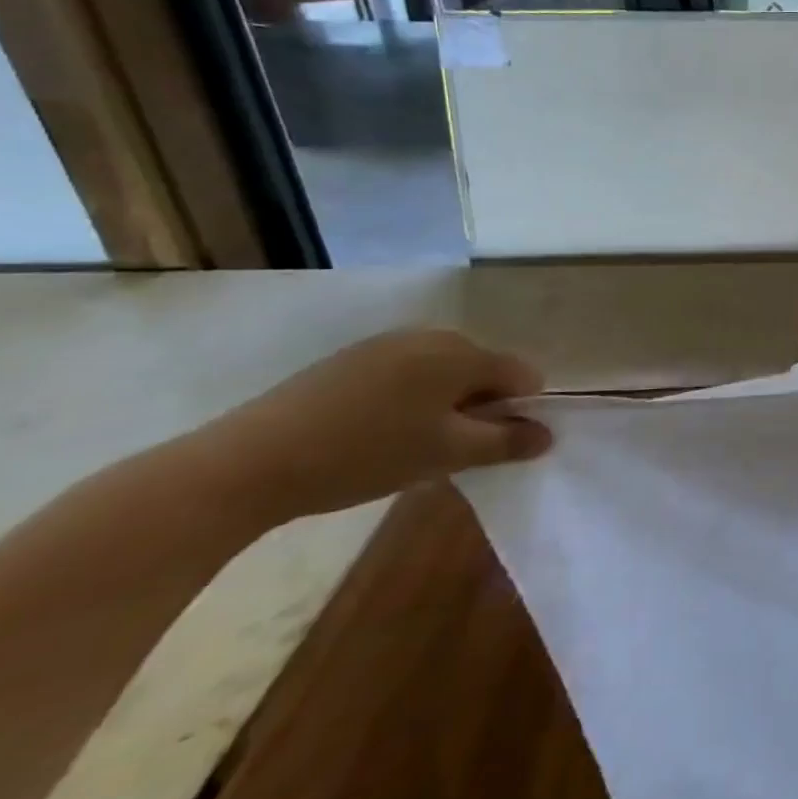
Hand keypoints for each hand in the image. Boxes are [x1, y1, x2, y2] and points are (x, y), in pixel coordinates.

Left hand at [184, 328, 548, 528]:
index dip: (521, 410)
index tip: (494, 446)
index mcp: (461, 353)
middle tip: (450, 451)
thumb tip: (549, 435)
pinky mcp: (351, 359)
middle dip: (481, 407)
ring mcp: (387, 343)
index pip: (522, 374)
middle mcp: (431, 336)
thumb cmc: (366, 454)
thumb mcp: (447, 455)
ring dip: (445, 406)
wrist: (248, 463)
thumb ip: (506, 442)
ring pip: (443, 373)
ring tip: (412, 446)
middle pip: (483, 370)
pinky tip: (376, 434)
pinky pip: (406, 373)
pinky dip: (409, 400)